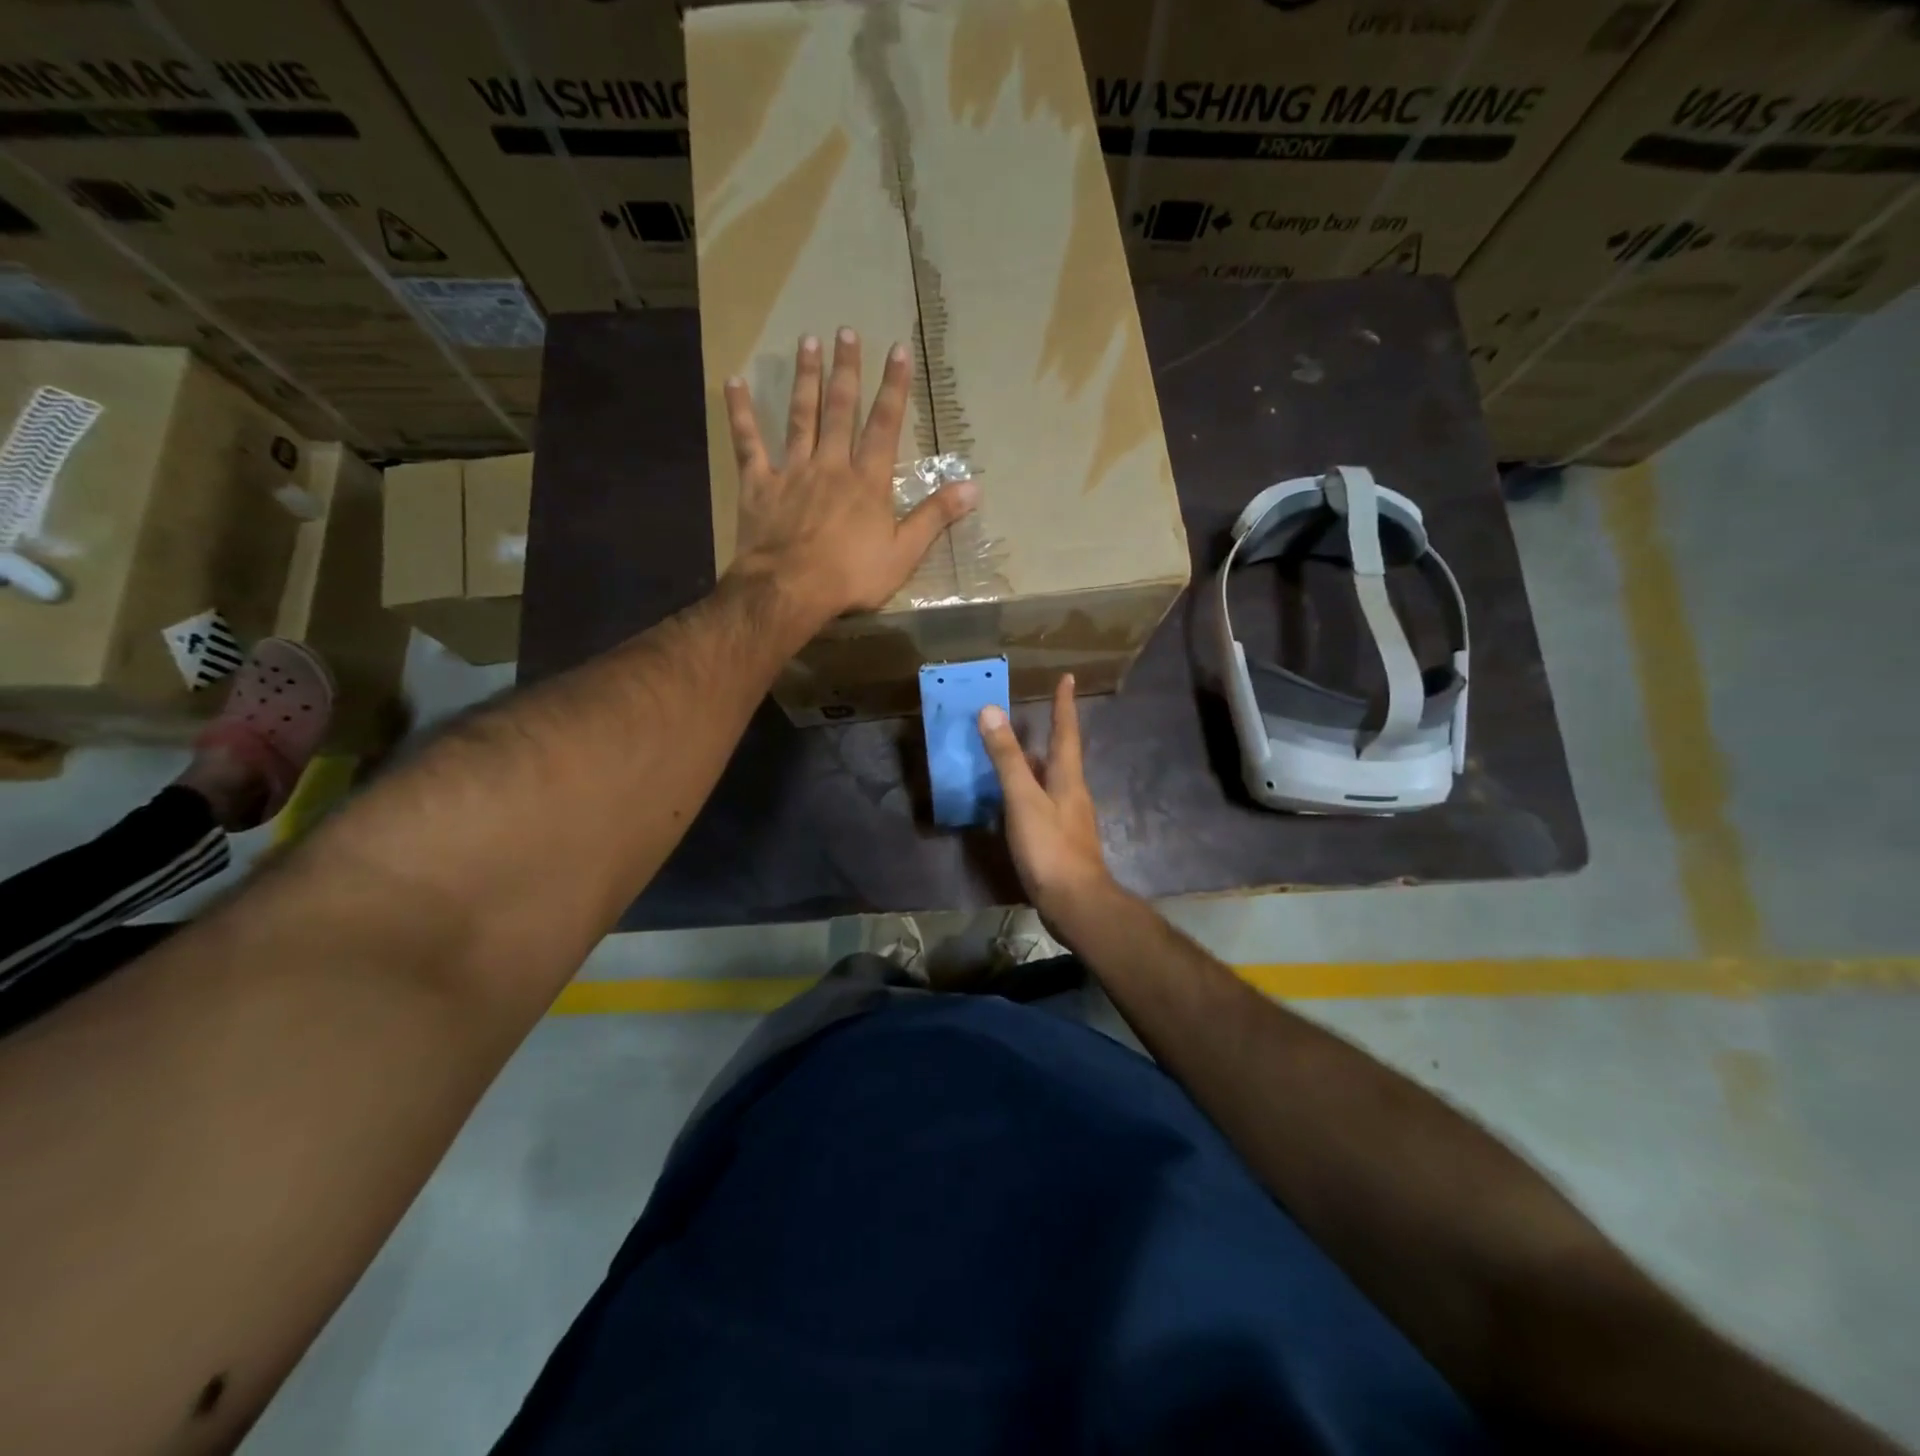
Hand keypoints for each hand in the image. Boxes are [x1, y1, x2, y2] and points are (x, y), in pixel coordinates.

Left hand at [724, 328, 978, 624]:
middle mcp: (832, 465)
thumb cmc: (851, 576)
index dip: (894, 388)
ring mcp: (793, 471)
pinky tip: (734, 382)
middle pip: (841, 410)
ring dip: (805, 378)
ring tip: (807, 342)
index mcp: (868, 482)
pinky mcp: (759, 484)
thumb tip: (973, 487)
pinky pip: (748, 442)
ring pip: (800, 416)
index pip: (885, 426)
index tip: (897, 350)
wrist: (791, 589)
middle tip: (846, 331)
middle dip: (846, 370)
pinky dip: (741, 412)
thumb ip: (935, 517)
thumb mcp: (904, 553)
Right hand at [978, 674, 1119, 929]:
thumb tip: (991, 710)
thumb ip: (1007, 758)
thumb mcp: (1024, 799)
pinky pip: (1042, 804)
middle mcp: (1072, 793)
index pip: (1066, 731)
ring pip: (1050, 781)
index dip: (1064, 704)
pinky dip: (1028, 793)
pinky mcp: (1059, 840)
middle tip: (1029, 716)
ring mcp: (1068, 818)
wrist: (1075, 902)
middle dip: (1048, 734)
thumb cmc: (1050, 847)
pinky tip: (1012, 803)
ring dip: (1034, 764)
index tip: (1067, 678)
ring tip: (1013, 754)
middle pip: (1060, 756)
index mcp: (1068, 777)